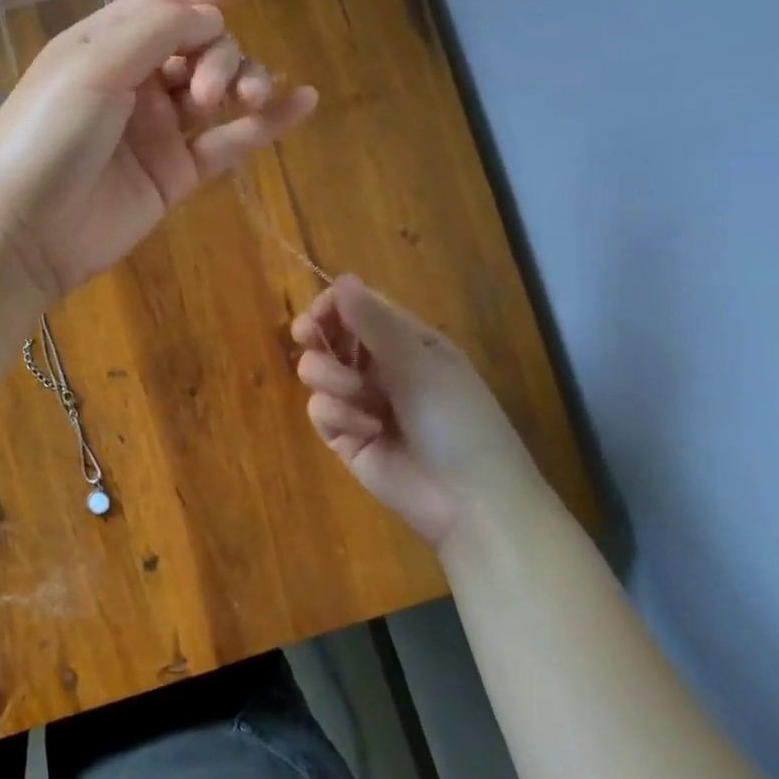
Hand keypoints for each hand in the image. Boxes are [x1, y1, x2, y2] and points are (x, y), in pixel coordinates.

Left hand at [0, 0, 317, 299]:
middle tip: (204, 92)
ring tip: (244, 102)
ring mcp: (155, 129)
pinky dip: (266, 125)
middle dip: (219, 54)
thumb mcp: (93, 67)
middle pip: (201, 43)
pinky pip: (228, 142)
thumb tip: (212, 18)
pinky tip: (303, 103)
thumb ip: (157, 31)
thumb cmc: (46, 138)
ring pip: (218, 90)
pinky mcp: (173, 175)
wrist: (23, 233)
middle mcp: (133, 79)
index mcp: (105, 42)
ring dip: (243, 83)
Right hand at [292, 275, 546, 546]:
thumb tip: (342, 277)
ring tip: (355, 395)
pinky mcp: (344, 435)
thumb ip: (375, 323)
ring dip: (329, 377)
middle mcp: (379, 366)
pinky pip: (320, 409)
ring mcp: (359, 401)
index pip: (357, 307)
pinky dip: (338, 416)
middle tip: (309, 337)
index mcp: (406, 341)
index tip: (319, 313)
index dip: (332, 305)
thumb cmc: (457, 421)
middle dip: (317, 336)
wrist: (470, 501)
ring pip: (316, 371)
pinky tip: (366, 431)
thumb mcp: (419, 365)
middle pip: (329, 335)